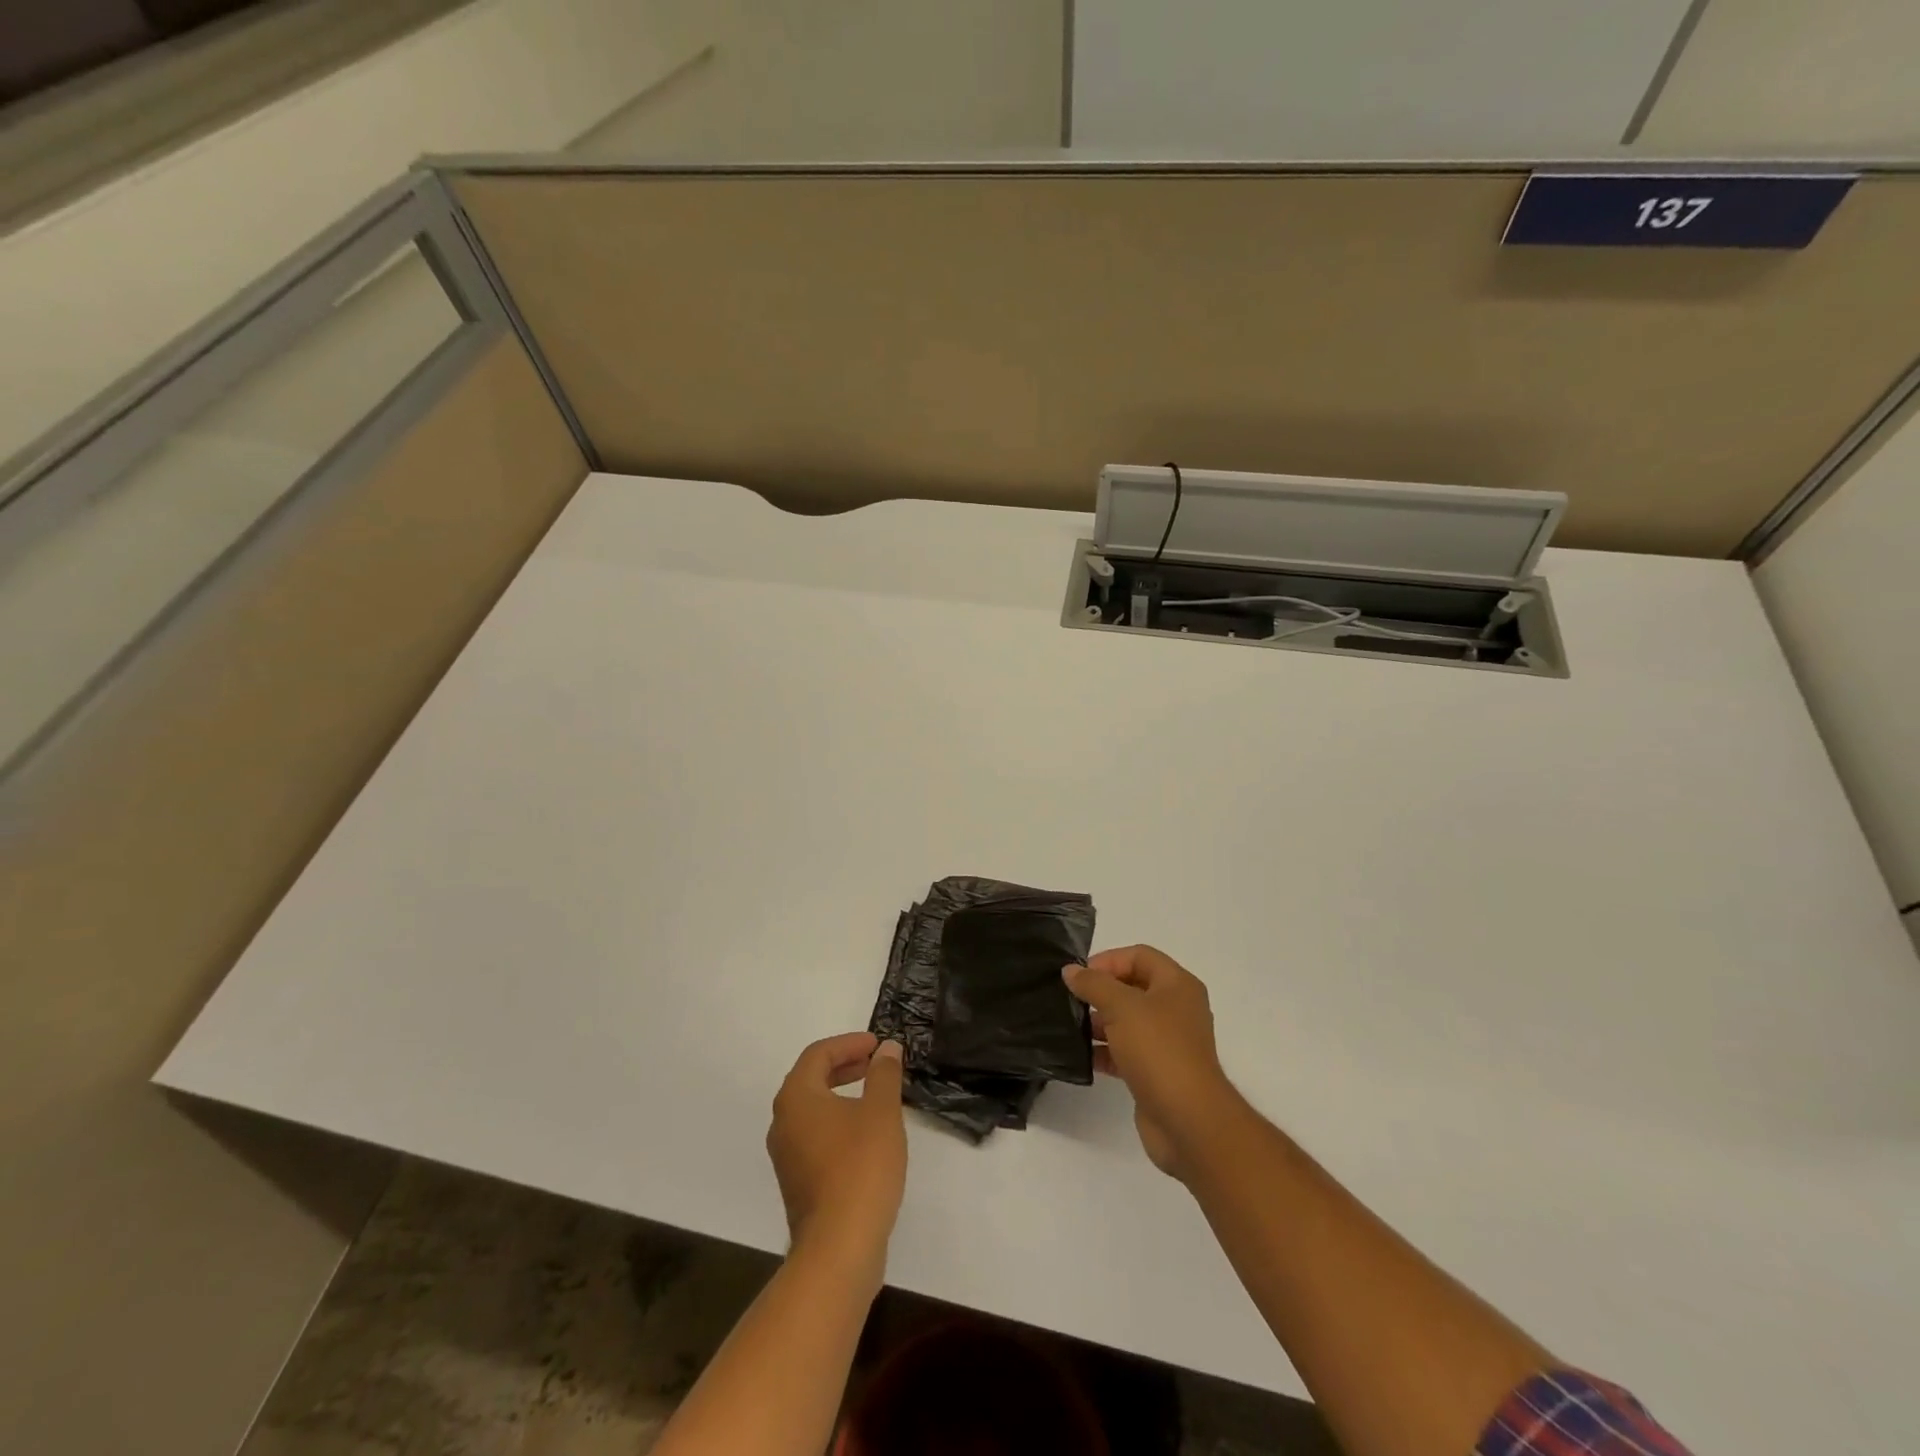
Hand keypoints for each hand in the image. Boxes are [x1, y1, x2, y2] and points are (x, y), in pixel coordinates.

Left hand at [767, 1032, 906, 1278]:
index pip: (818, 1054)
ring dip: (841, 1094)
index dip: (849, 1043)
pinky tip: (866, 1135)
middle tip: (875, 1063)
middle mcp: (783, 1122)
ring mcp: (786, 1155)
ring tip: (875, 1095)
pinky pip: (815, 1135)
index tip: (877, 1045)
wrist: (839, 1248)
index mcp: (796, 1097)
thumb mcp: (881, 1112)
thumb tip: (887, 1049)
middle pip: (811, 1079)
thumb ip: (884, 1074)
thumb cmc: (860, 1168)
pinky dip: (838, 1122)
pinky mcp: (797, 1182)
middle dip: (844, 1065)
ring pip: (812, 1109)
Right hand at [1064, 946, 1241, 1179]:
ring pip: (1127, 1021)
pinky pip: (1126, 1052)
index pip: (1139, 956)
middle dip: (1100, 991)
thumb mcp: (1122, 1007)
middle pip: (1132, 987)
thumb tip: (1071, 970)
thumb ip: (1093, 984)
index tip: (1079, 976)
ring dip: (1099, 1022)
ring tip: (1068, 1026)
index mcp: (1177, 985)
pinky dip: (1104, 1051)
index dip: (1108, 960)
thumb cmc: (1159, 1050)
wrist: (1188, 1121)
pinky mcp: (1157, 1072)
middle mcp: (1176, 1009)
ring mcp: (1168, 1043)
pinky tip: (1080, 1055)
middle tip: (1069, 999)